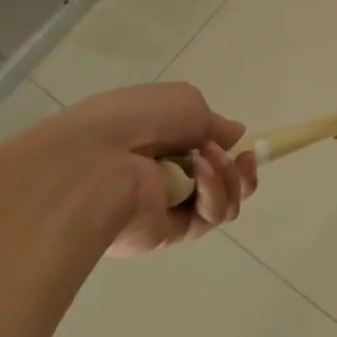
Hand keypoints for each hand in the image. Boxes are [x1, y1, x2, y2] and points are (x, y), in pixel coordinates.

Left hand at [3, 83, 257, 256]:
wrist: (93, 164)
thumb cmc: (137, 120)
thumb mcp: (186, 102)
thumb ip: (215, 122)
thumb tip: (235, 136)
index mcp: (158, 142)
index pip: (203, 151)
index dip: (229, 148)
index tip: (243, 145)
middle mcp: (163, 175)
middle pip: (221, 180)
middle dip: (238, 168)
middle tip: (242, 158)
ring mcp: (166, 206)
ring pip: (224, 200)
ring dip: (229, 177)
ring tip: (211, 160)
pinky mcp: (169, 234)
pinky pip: (210, 217)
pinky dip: (214, 193)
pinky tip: (200, 175)